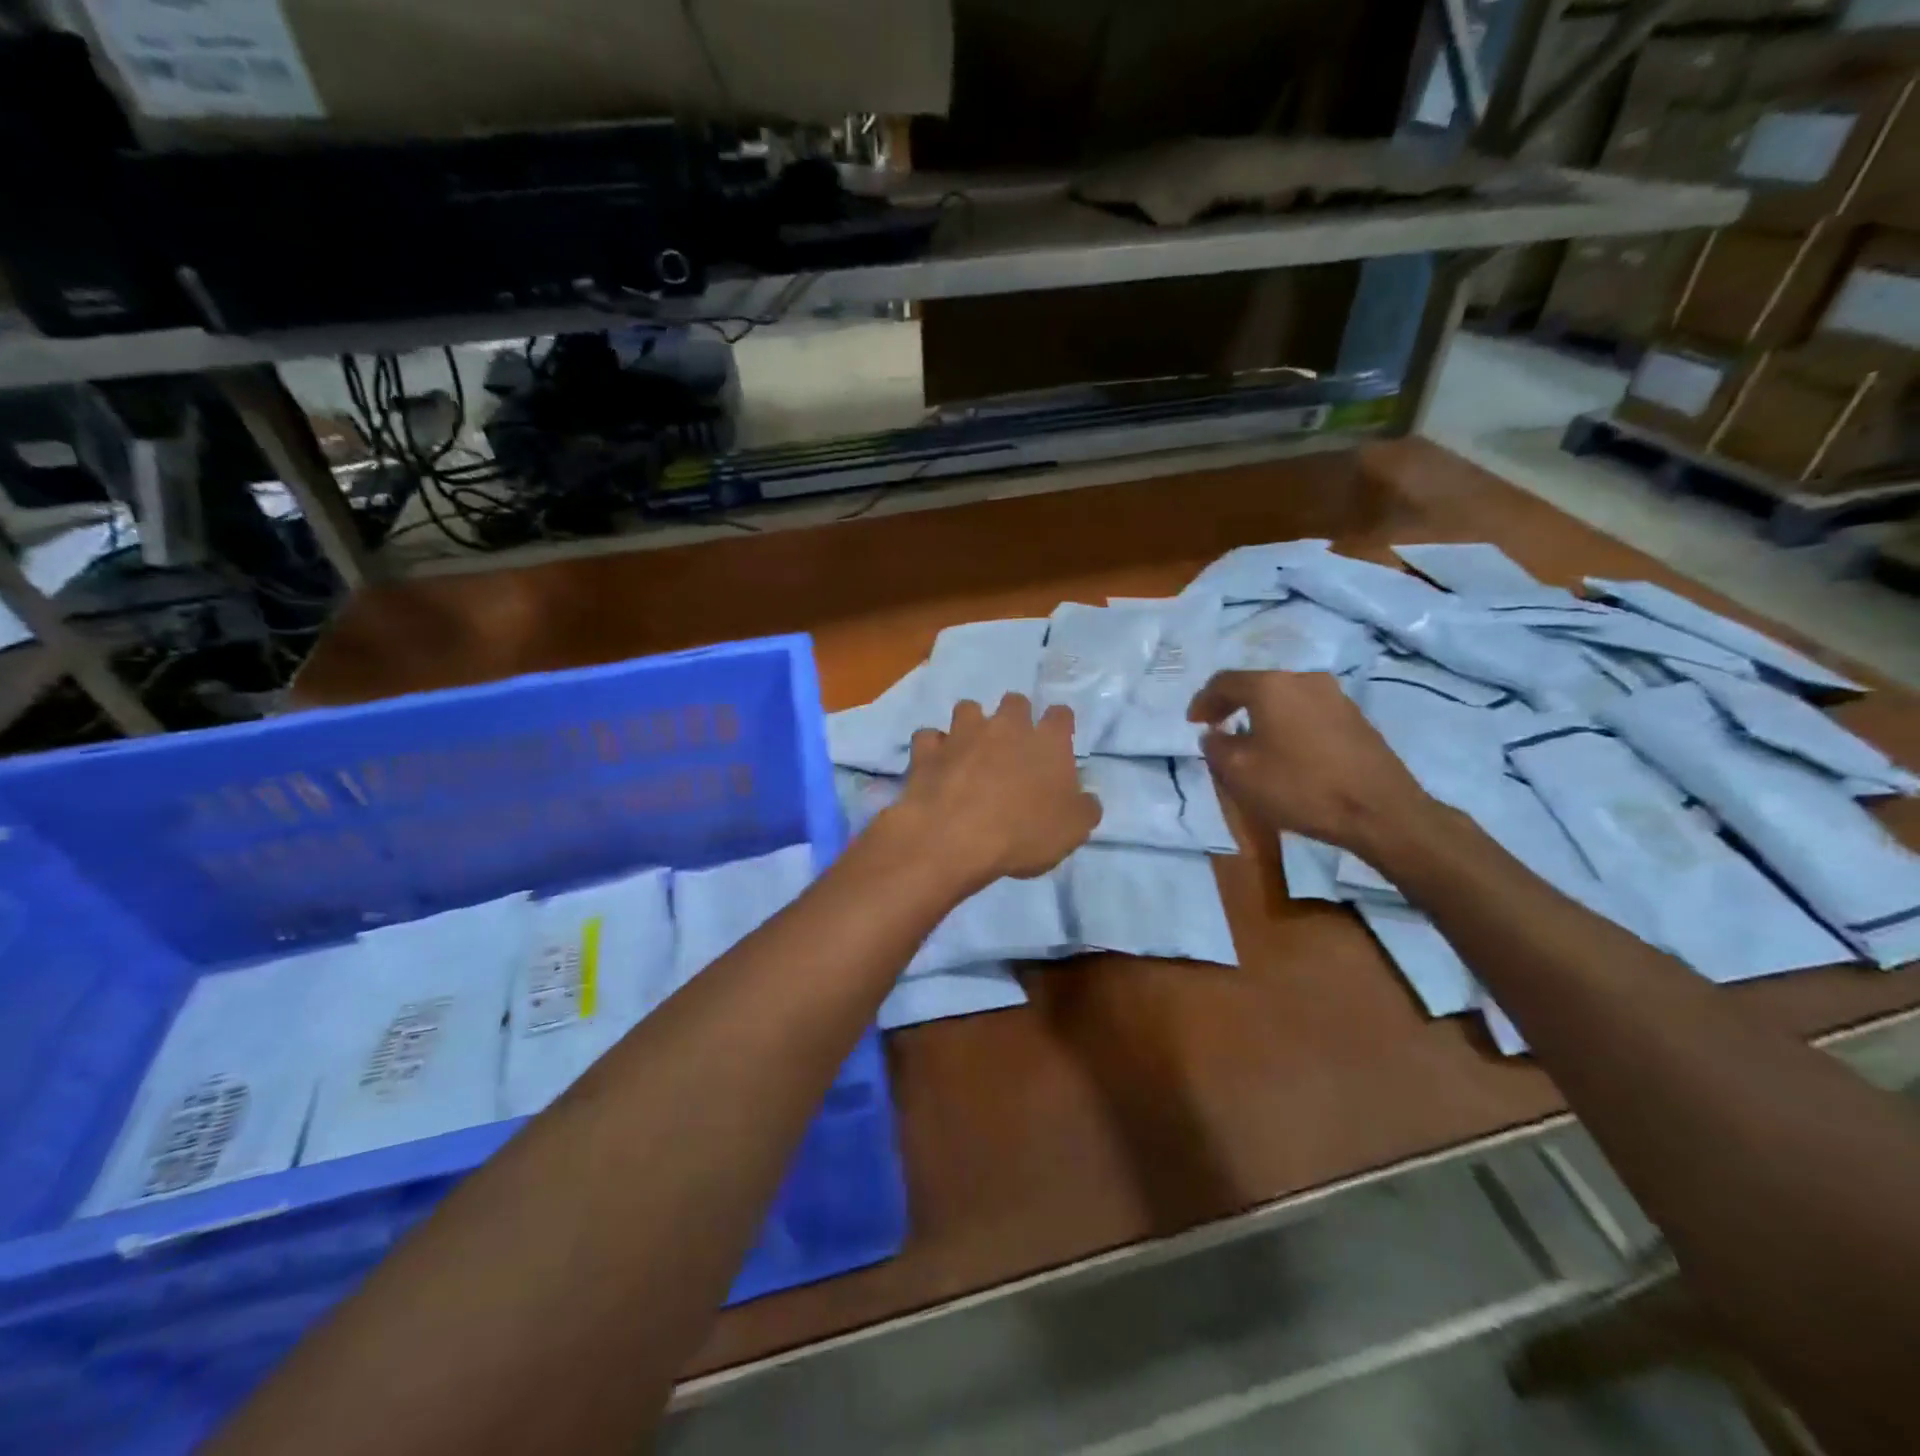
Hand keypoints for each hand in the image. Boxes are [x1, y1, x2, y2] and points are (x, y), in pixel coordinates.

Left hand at [883, 695, 1100, 890]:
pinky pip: (928, 737)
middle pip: (1014, 702)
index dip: (1060, 725)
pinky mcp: (927, 750)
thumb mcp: (1073, 831)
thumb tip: (1086, 799)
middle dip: (1015, 716)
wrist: (955, 838)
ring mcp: (962, 734)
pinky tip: (935, 765)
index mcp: (1047, 741)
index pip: (1061, 715)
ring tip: (970, 749)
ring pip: (968, 709)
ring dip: (971, 725)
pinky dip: (933, 748)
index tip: (1057, 740)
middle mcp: (1005, 726)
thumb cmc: (1023, 833)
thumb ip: (1084, 808)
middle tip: (1013, 745)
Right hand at [1187, 670, 1431, 853]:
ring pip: (1284, 699)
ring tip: (1249, 740)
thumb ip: (1216, 747)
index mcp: (1271, 686)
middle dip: (1232, 705)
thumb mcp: (1239, 772)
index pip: (1224, 682)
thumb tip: (1215, 735)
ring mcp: (1335, 696)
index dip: (1203, 701)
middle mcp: (1304, 680)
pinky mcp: (1355, 718)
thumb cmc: (1300, 786)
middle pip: (1257, 685)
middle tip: (1217, 727)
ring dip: (1261, 715)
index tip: (1192, 723)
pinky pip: (1307, 712)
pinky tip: (1284, 749)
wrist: (1379, 810)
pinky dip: (1287, 724)